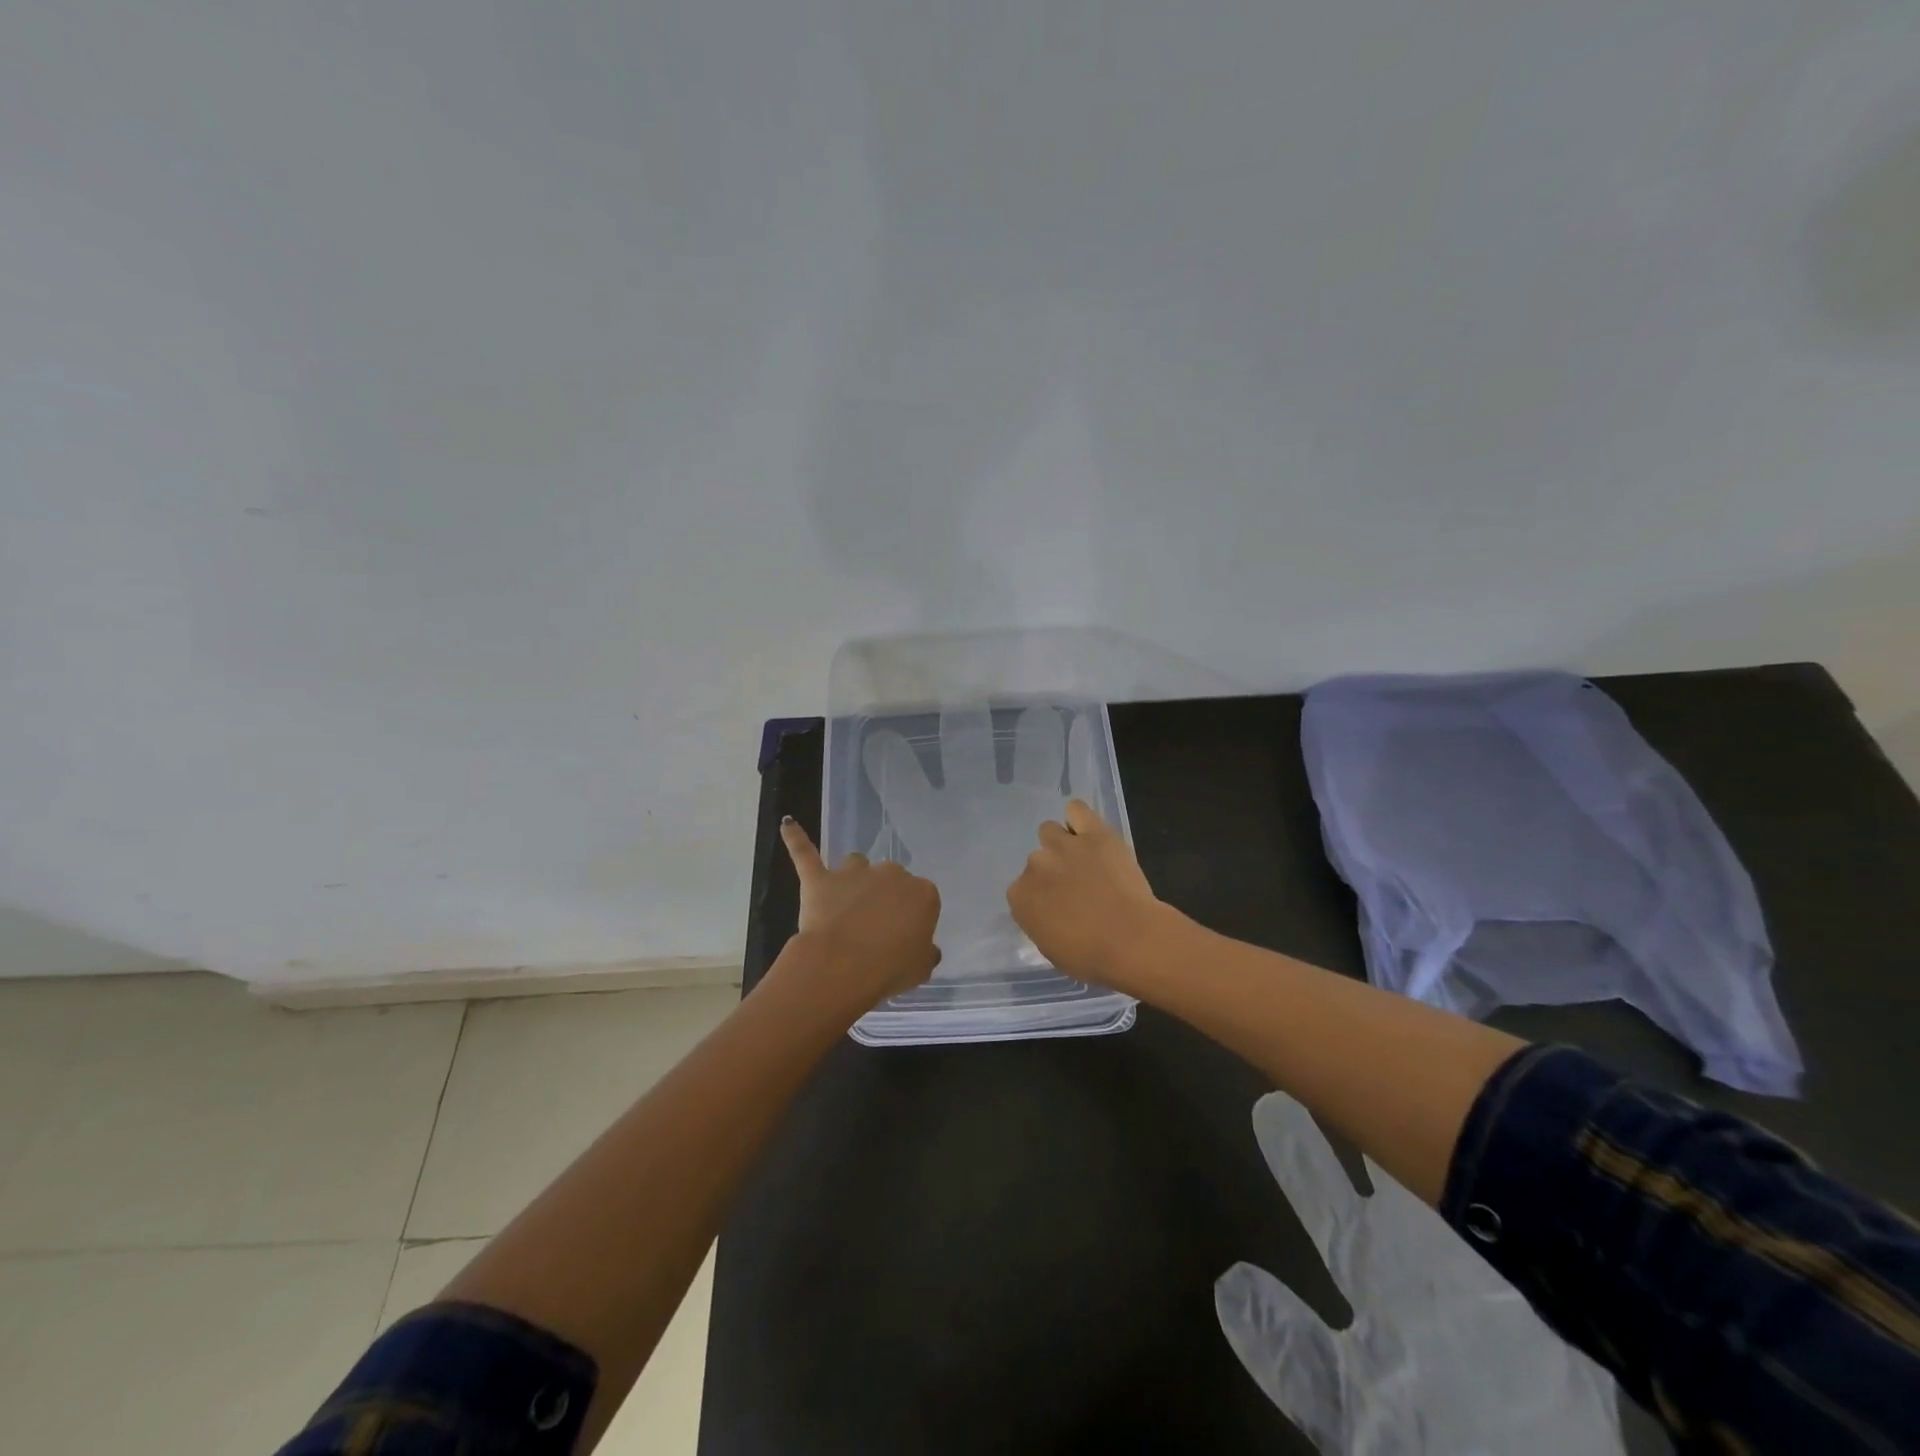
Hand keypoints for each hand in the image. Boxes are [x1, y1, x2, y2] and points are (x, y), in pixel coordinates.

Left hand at [780, 816, 940, 1014]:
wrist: (844, 967)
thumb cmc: (890, 969)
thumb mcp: (921, 968)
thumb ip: (925, 952)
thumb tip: (926, 949)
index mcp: (922, 893)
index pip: (922, 899)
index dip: (911, 918)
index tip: (904, 936)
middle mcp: (891, 874)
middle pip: (890, 879)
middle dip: (884, 897)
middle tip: (875, 927)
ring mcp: (854, 873)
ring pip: (857, 864)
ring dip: (853, 878)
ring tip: (845, 902)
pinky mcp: (820, 878)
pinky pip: (805, 852)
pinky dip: (796, 838)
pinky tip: (788, 824)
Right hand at [1006, 799, 1170, 989]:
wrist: (1131, 940)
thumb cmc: (1091, 957)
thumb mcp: (1052, 949)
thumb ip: (1041, 923)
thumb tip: (1049, 911)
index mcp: (1020, 898)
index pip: (1022, 890)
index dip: (1041, 897)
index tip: (1058, 907)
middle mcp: (1034, 865)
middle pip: (1037, 860)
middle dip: (1054, 872)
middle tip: (1078, 887)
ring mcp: (1062, 846)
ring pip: (1050, 831)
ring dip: (1062, 844)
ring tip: (1084, 859)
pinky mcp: (1093, 833)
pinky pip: (1076, 810)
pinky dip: (1079, 818)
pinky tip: (1088, 831)